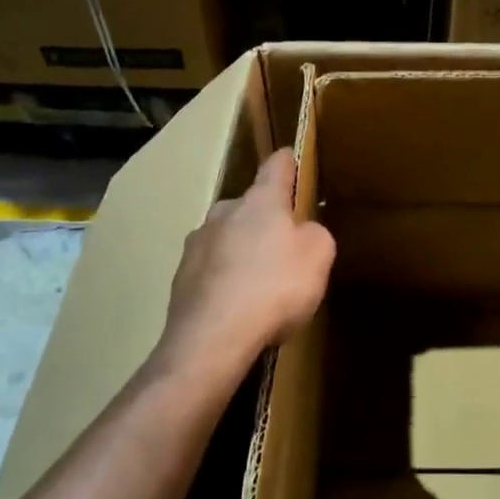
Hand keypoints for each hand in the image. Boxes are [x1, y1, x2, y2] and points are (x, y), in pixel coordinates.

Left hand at [156, 149, 334, 388]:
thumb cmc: (274, 287)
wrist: (212, 339)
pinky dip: (224, 282)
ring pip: (226, 239)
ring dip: (241, 253)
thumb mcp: (318, 257)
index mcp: (260, 201)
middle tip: (283, 248)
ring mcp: (196, 245)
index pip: (275, 167)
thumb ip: (315, 235)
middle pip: (248, 207)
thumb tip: (302, 232)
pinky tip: (237, 309)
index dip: (287, 163)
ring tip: (258, 285)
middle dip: (264, 221)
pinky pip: (211, 272)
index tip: (289, 159)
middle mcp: (223, 213)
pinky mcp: (180, 278)